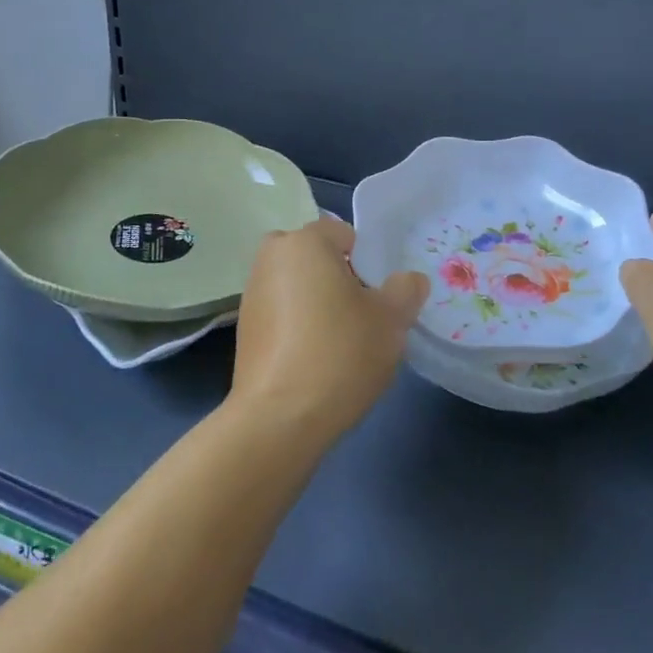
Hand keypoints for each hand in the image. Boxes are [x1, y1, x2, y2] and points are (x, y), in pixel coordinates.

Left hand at [229, 217, 429, 447]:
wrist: (279, 419)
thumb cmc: (339, 353)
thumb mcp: (391, 320)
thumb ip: (406, 290)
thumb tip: (409, 280)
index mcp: (304, 242)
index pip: (343, 233)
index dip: (367, 261)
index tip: (378, 296)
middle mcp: (271, 258)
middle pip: (316, 257)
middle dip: (338, 278)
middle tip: (362, 316)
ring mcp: (251, 294)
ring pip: (297, 285)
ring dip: (317, 303)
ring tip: (340, 344)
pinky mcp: (243, 330)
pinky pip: (282, 314)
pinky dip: (298, 327)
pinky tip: (315, 361)